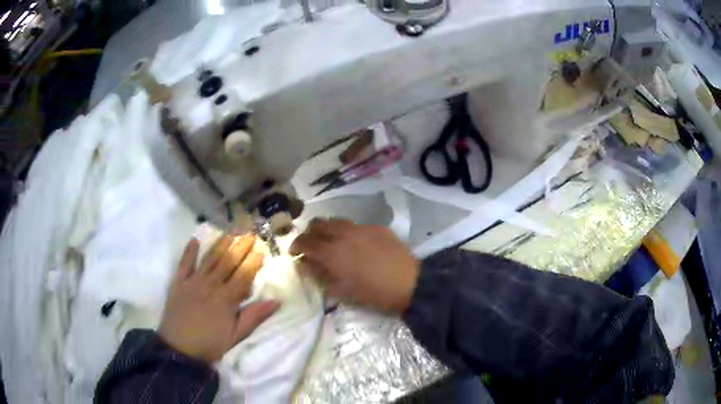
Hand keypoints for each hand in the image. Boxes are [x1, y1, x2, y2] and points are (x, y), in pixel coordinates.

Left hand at [159, 235, 278, 363]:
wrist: (179, 349)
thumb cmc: (210, 344)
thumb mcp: (235, 336)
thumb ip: (254, 317)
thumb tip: (276, 301)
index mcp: (226, 299)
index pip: (243, 275)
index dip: (253, 261)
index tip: (262, 248)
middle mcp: (210, 285)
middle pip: (228, 262)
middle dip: (240, 247)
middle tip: (250, 233)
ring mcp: (192, 281)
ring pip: (209, 259)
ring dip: (220, 244)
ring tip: (230, 232)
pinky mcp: (178, 283)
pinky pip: (184, 263)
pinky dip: (189, 251)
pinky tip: (195, 240)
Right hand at [290, 219, 418, 313]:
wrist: (410, 283)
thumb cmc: (374, 294)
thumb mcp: (342, 292)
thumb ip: (321, 276)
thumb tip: (307, 265)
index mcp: (332, 252)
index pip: (304, 241)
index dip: (296, 246)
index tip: (295, 253)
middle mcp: (343, 234)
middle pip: (317, 224)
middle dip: (310, 233)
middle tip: (312, 246)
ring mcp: (361, 227)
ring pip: (336, 220)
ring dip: (328, 229)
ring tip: (332, 243)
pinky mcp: (376, 227)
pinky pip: (355, 225)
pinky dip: (348, 232)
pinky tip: (356, 245)